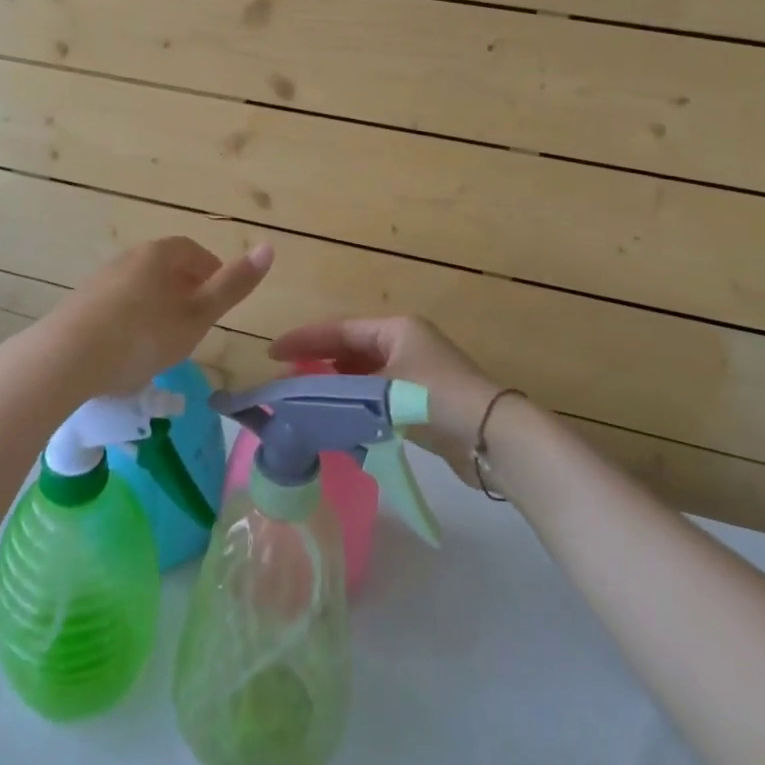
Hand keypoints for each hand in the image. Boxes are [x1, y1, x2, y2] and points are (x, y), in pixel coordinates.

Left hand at [39, 237, 274, 398]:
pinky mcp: (80, 302)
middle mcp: (130, 257)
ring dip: (158, 306)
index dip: (213, 274)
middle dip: (186, 291)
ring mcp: (101, 278)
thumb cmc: (142, 336)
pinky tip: (129, 350)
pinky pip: (118, 304)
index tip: (219, 303)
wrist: (65, 359)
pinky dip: (132, 319)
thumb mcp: (196, 316)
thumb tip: (270, 247)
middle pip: (167, 268)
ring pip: (142, 286)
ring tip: (164, 341)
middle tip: (196, 325)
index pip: (195, 253)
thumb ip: (232, 285)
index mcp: (160, 254)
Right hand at [266, 316, 503, 480]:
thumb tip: (300, 397)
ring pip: (363, 374)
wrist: (492, 436)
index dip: (304, 339)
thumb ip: (338, 390)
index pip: (339, 329)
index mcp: (395, 328)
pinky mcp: (422, 401)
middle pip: (350, 349)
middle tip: (286, 379)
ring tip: (305, 400)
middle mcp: (405, 343)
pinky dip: (356, 405)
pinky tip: (338, 420)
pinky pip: (377, 396)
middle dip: (318, 362)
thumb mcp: (382, 388)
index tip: (272, 352)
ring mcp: (415, 372)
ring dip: (336, 386)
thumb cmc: (435, 398)